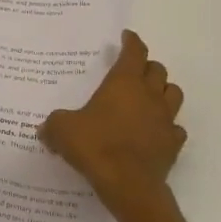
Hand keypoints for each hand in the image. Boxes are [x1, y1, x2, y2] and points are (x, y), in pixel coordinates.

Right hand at [40, 30, 185, 203]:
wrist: (128, 184)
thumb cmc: (95, 146)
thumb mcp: (62, 131)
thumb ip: (54, 124)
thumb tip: (45, 128)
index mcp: (124, 83)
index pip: (134, 52)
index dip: (132, 42)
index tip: (127, 36)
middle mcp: (149, 95)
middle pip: (158, 70)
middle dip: (147, 66)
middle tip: (134, 71)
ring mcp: (165, 119)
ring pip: (173, 93)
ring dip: (163, 91)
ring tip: (149, 97)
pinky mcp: (173, 143)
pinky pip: (175, 128)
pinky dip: (167, 126)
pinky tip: (155, 132)